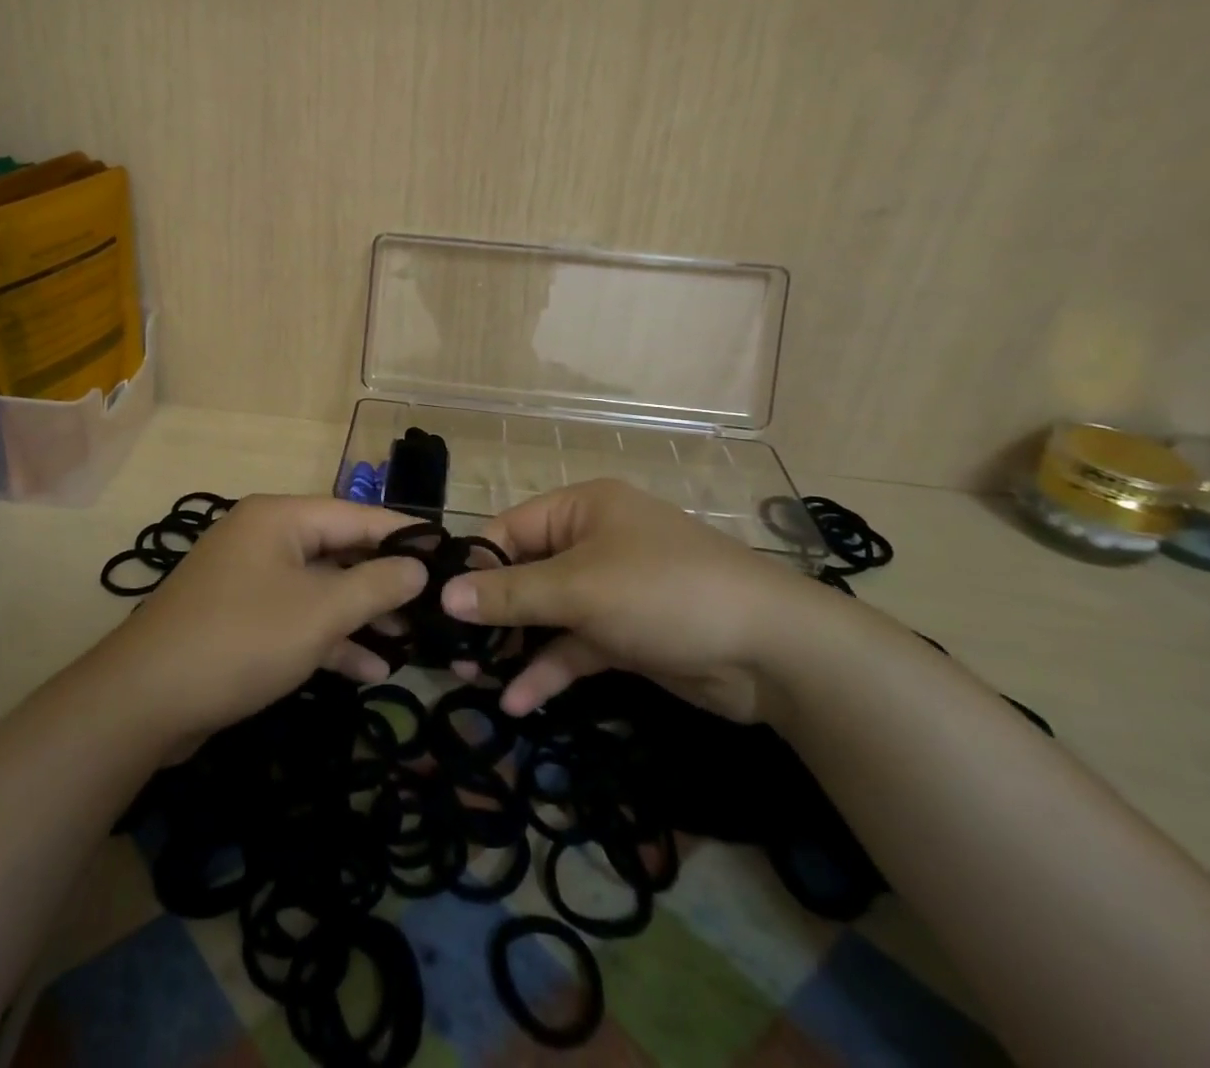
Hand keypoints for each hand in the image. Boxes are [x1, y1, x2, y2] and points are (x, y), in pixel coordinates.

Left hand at [97, 494, 426, 739]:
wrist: (145, 701)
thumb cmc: (243, 640)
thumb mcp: (321, 612)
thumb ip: (376, 585)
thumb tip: (419, 567)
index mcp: (281, 518)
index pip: (358, 516)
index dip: (405, 535)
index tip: (449, 552)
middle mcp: (265, 538)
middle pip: (340, 550)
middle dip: (385, 582)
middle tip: (435, 605)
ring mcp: (250, 579)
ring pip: (320, 588)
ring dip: (361, 615)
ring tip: (412, 641)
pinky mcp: (241, 618)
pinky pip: (297, 617)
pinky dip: (329, 638)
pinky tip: (370, 668)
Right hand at [445, 479, 839, 723]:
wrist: (772, 652)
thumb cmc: (664, 592)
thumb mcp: (579, 589)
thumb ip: (510, 594)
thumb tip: (444, 595)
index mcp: (581, 509)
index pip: (509, 529)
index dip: (473, 565)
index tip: (436, 604)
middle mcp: (592, 541)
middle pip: (524, 573)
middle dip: (489, 612)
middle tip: (449, 649)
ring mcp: (609, 590)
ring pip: (546, 614)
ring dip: (514, 645)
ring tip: (470, 678)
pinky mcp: (625, 634)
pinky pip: (574, 645)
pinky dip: (548, 669)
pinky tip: (518, 701)